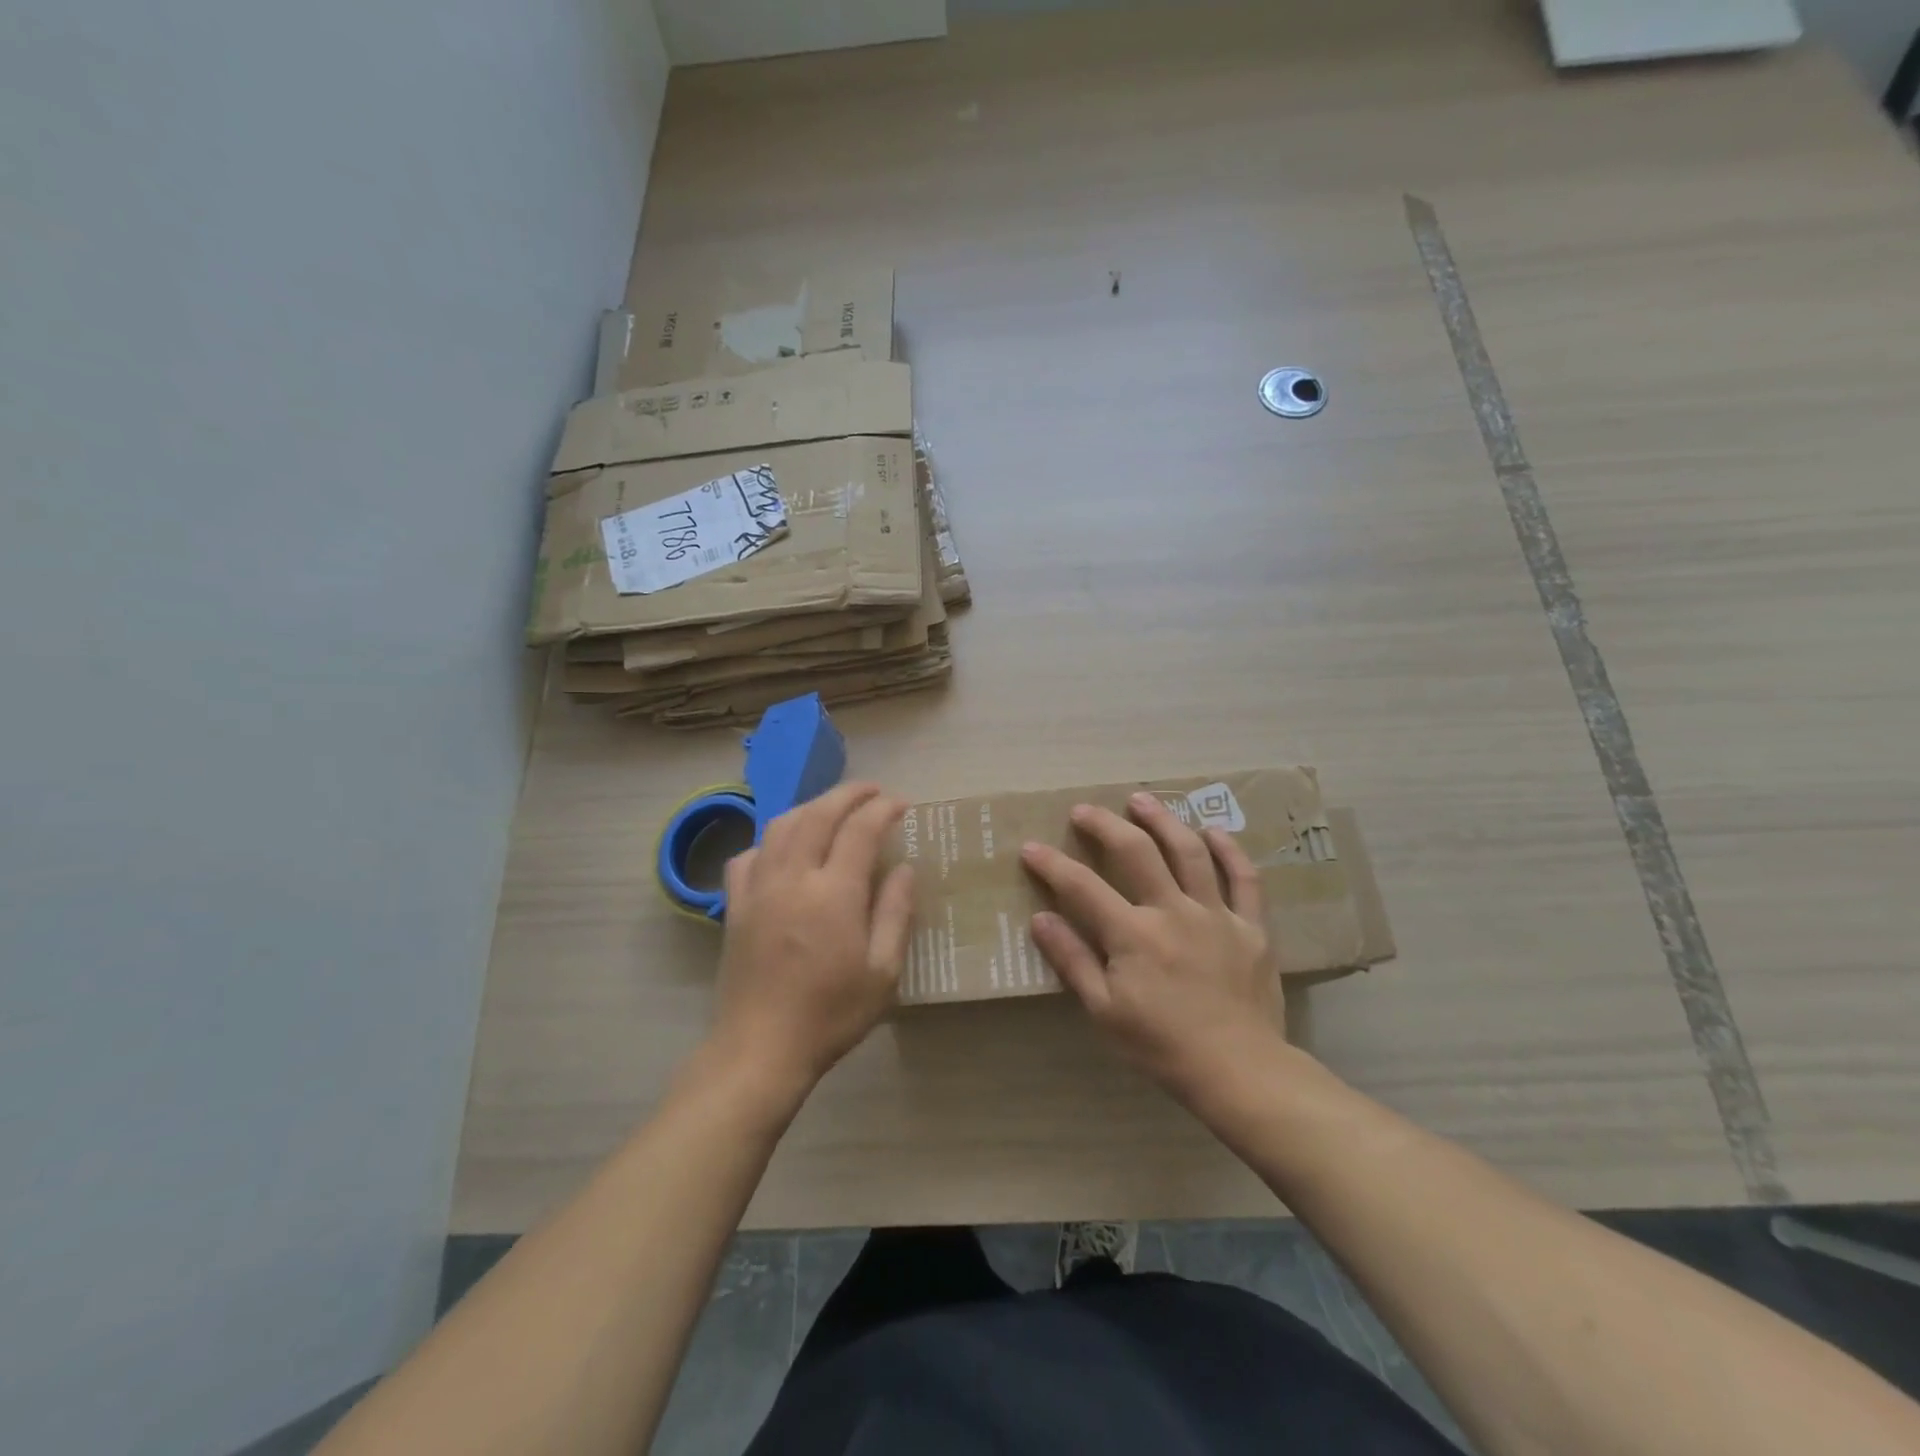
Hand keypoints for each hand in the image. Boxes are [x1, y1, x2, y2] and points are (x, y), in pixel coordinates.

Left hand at [707, 782, 914, 1102]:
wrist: (759, 1049)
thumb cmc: (830, 1014)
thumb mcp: (882, 972)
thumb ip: (895, 913)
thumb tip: (905, 868)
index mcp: (833, 893)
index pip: (860, 829)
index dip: (883, 809)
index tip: (902, 804)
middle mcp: (792, 878)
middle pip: (818, 814)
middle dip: (848, 794)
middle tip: (872, 791)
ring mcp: (758, 888)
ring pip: (781, 825)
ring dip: (810, 807)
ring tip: (832, 810)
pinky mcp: (735, 905)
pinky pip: (749, 854)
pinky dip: (771, 840)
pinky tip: (784, 849)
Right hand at [1020, 792, 1281, 1101]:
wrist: (1239, 1072)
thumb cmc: (1162, 1046)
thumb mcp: (1104, 1011)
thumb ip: (1073, 960)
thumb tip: (1040, 919)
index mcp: (1133, 934)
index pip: (1082, 887)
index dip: (1052, 864)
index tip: (1031, 847)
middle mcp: (1173, 911)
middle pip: (1136, 851)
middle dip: (1105, 825)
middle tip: (1084, 810)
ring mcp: (1216, 914)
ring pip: (1189, 852)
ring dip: (1163, 820)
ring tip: (1141, 800)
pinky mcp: (1251, 926)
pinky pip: (1244, 878)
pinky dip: (1229, 850)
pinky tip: (1213, 831)